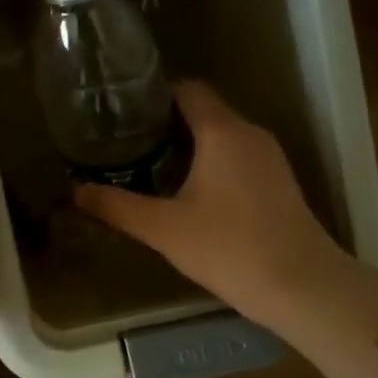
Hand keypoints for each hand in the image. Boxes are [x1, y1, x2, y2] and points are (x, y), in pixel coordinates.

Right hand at [75, 82, 355, 332]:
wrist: (302, 287)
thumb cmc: (229, 248)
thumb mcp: (163, 229)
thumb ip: (116, 206)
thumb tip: (75, 191)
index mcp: (223, 132)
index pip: (188, 90)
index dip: (155, 94)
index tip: (122, 110)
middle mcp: (250, 134)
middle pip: (204, 111)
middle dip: (164, 122)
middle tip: (125, 141)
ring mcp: (270, 159)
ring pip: (222, 135)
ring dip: (188, 144)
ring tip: (148, 164)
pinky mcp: (278, 183)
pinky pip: (237, 157)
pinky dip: (209, 162)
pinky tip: (187, 192)